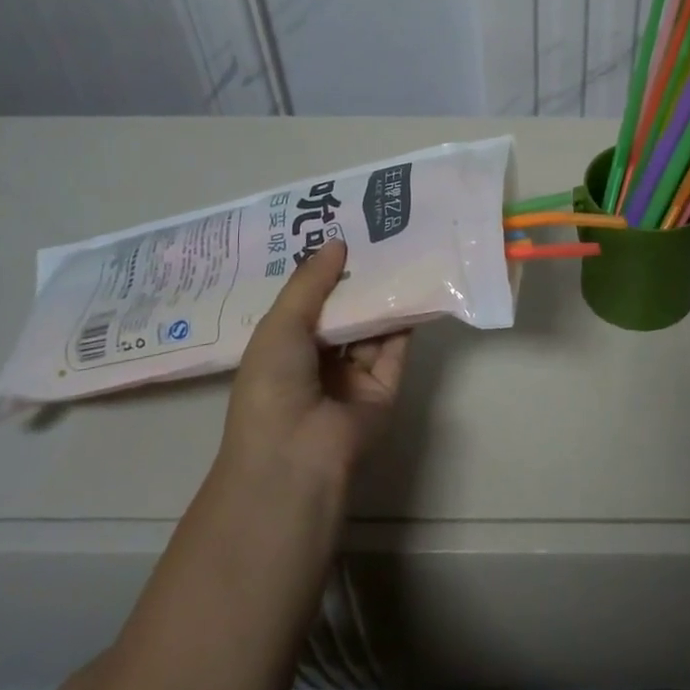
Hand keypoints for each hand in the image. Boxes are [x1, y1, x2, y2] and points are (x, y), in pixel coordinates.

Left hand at [216, 238, 408, 499]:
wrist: (297, 454)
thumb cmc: (273, 385)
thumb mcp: (281, 325)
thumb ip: (311, 283)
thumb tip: (337, 242)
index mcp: (283, 350)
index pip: (306, 304)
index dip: (322, 273)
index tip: (341, 234)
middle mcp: (318, 363)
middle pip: (343, 314)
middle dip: (357, 281)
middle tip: (377, 237)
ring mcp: (352, 379)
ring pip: (371, 330)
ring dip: (383, 298)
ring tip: (401, 254)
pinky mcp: (384, 390)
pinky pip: (395, 351)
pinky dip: (405, 324)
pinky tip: (415, 289)